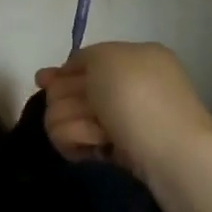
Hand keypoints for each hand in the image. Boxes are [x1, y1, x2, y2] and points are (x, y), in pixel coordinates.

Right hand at [34, 42, 211, 181]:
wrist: (168, 154)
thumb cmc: (139, 97)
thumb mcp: (107, 57)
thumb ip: (81, 57)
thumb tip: (62, 74)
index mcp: (131, 60)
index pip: (80, 64)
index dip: (60, 73)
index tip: (42, 80)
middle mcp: (123, 89)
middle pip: (65, 90)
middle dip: (67, 100)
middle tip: (88, 109)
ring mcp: (115, 123)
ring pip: (62, 116)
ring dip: (74, 123)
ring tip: (99, 134)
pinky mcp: (107, 152)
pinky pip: (73, 141)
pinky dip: (80, 142)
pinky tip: (97, 148)